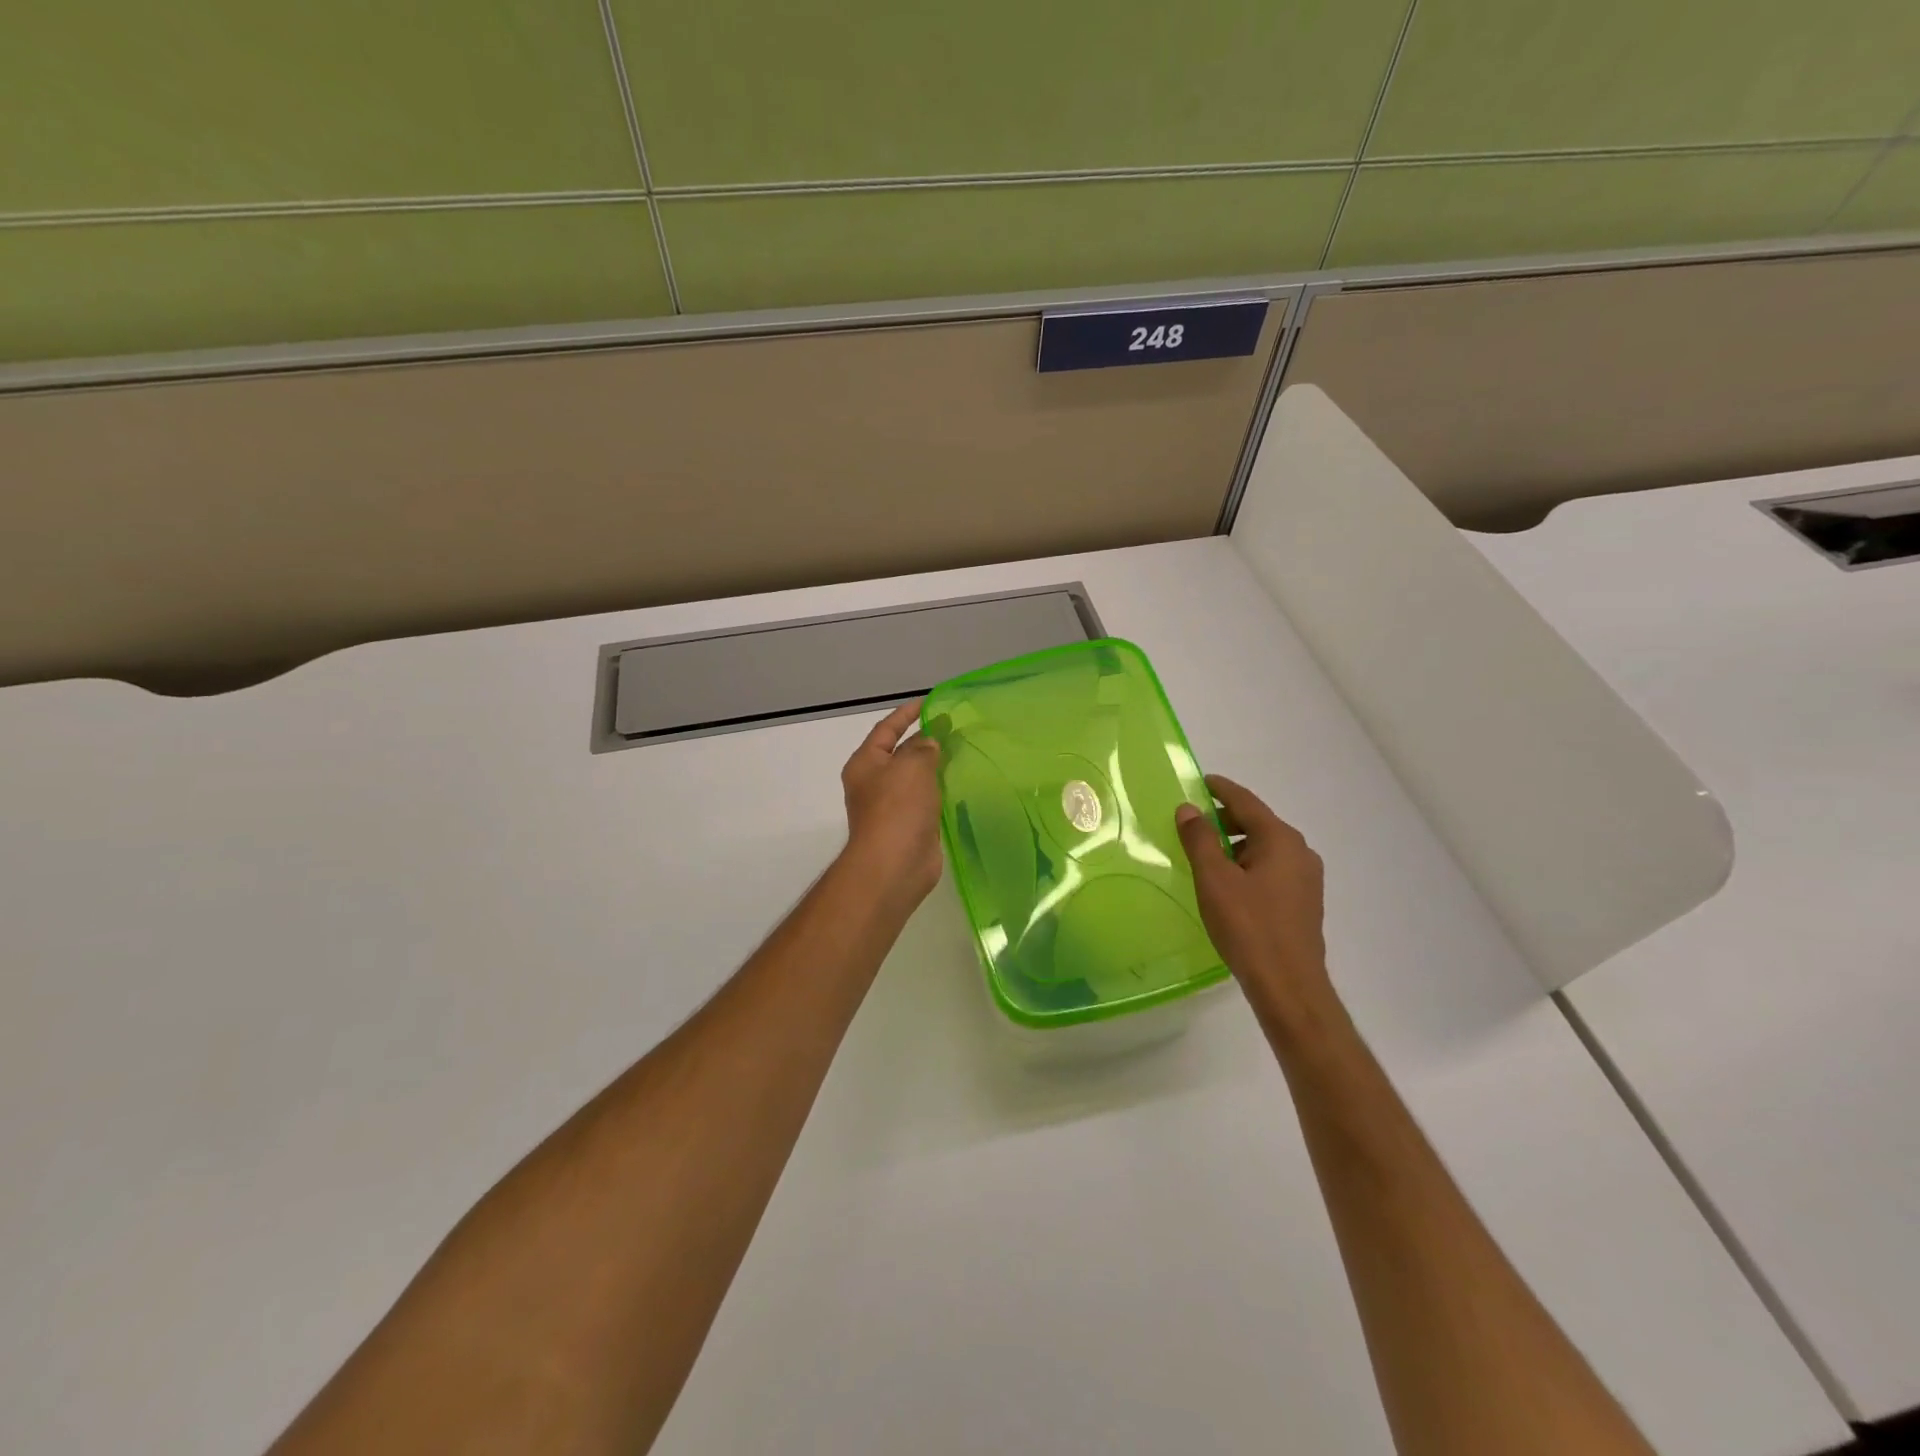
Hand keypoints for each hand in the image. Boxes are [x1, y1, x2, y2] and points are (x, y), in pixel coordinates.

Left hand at [838, 701, 942, 911]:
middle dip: (924, 740)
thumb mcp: (911, 766)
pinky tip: (961, 782)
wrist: (895, 864)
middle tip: (954, 727)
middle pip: (900, 753)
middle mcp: (875, 783)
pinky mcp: (910, 825)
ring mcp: (892, 806)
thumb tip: (929, 743)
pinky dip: (940, 789)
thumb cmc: (897, 808)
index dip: (907, 714)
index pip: (886, 729)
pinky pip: (926, 799)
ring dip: (934, 765)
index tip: (929, 702)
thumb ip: (923, 748)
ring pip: (915, 777)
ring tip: (962, 750)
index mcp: (866, 763)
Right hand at [1176, 775, 1334, 1032]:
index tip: (1200, 781)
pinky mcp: (1304, 901)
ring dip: (1236, 844)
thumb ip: (1200, 839)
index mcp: (1280, 839)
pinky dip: (1248, 864)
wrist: (1288, 985)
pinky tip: (1228, 883)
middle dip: (1225, 819)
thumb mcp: (1214, 879)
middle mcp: (1299, 851)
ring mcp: (1306, 878)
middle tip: (1193, 823)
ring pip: (1265, 848)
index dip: (1220, 789)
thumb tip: (1189, 809)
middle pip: (1258, 823)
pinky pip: (1272, 868)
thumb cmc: (1248, 926)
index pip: (1246, 801)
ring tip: (1205, 856)